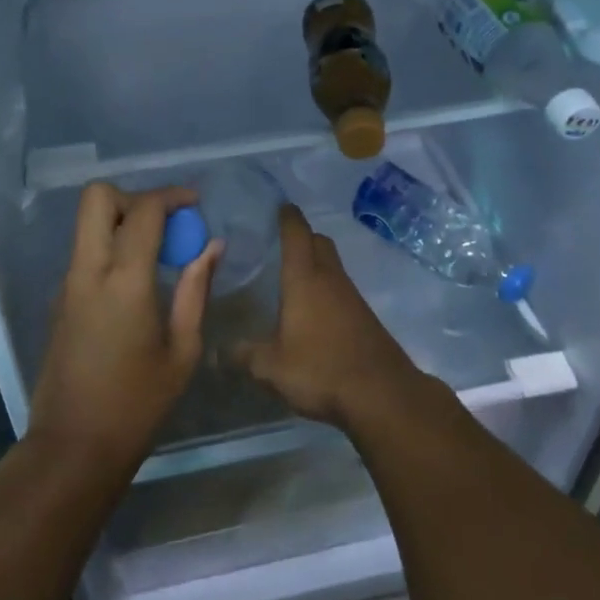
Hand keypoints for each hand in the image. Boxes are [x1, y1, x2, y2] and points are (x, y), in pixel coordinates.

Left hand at [29, 182, 220, 471]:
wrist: (73, 447)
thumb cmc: (137, 404)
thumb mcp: (182, 351)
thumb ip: (196, 290)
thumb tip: (212, 247)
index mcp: (124, 280)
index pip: (143, 210)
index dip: (171, 196)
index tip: (195, 203)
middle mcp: (89, 270)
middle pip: (97, 197)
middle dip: (133, 196)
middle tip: (164, 223)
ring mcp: (68, 283)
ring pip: (87, 222)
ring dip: (121, 220)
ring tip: (157, 251)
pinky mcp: (59, 299)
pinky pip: (85, 251)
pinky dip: (110, 245)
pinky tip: (137, 280)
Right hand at [235, 204, 426, 428]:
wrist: (382, 394)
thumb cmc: (320, 369)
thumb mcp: (271, 368)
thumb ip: (244, 356)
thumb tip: (217, 353)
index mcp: (304, 278)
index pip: (296, 233)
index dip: (287, 216)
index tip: (279, 205)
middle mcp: (330, 278)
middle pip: (319, 242)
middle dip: (303, 236)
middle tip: (281, 242)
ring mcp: (351, 297)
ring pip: (332, 266)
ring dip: (316, 264)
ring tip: (293, 277)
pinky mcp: (365, 317)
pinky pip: (341, 289)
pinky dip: (327, 288)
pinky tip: (314, 311)